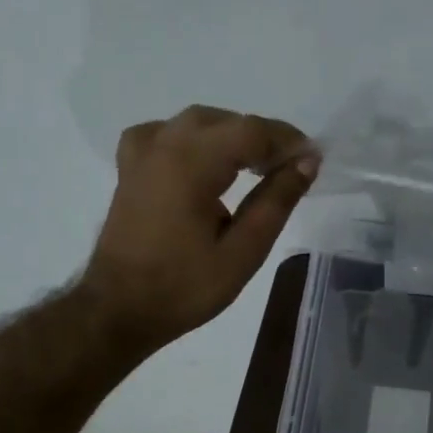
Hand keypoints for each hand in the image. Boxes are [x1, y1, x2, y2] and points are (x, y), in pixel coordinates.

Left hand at [81, 106, 316, 349]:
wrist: (118, 310)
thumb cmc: (183, 288)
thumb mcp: (243, 252)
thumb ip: (276, 202)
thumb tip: (306, 163)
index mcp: (191, 163)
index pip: (252, 131)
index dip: (288, 142)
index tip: (314, 162)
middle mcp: (164, 146)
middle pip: (227, 122)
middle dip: (264, 139)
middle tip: (289, 170)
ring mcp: (142, 154)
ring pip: (197, 123)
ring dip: (232, 136)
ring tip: (255, 166)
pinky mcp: (131, 169)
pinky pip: (166, 134)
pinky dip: (193, 139)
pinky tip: (203, 161)